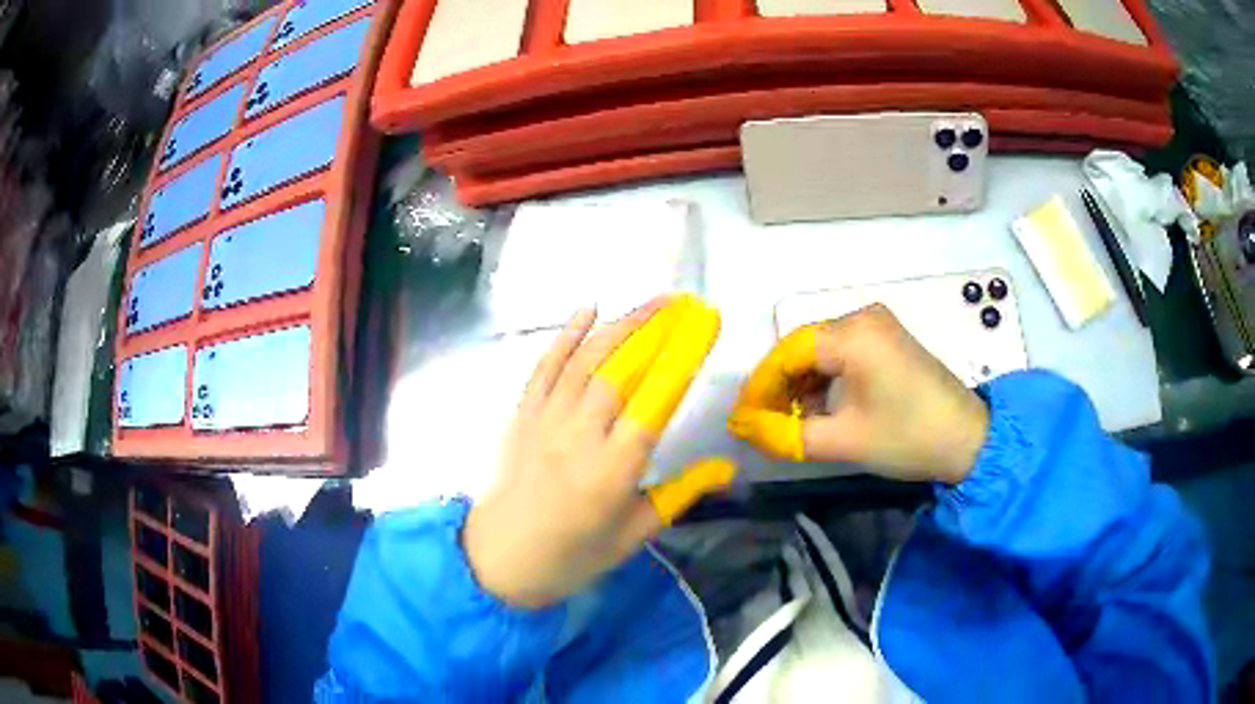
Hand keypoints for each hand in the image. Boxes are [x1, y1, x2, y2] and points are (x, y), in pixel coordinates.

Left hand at [464, 298, 733, 607]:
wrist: (502, 559)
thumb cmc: (574, 555)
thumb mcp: (635, 534)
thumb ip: (680, 494)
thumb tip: (727, 467)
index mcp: (613, 471)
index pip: (654, 402)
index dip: (682, 358)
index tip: (705, 326)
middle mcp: (579, 436)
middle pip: (619, 370)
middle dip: (653, 329)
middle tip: (683, 303)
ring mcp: (546, 421)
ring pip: (584, 360)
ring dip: (619, 325)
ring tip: (651, 302)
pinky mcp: (523, 416)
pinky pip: (544, 368)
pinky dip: (565, 336)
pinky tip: (587, 311)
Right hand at [728, 304, 988, 483]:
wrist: (968, 440)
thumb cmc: (907, 437)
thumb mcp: (843, 441)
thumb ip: (786, 435)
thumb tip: (744, 429)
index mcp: (854, 333)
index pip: (788, 351)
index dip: (760, 386)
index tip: (742, 419)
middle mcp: (862, 317)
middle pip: (803, 347)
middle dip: (779, 386)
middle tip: (763, 422)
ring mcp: (878, 325)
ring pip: (821, 350)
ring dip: (801, 384)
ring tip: (789, 420)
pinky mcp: (887, 339)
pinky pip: (842, 352)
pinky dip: (825, 379)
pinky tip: (819, 407)